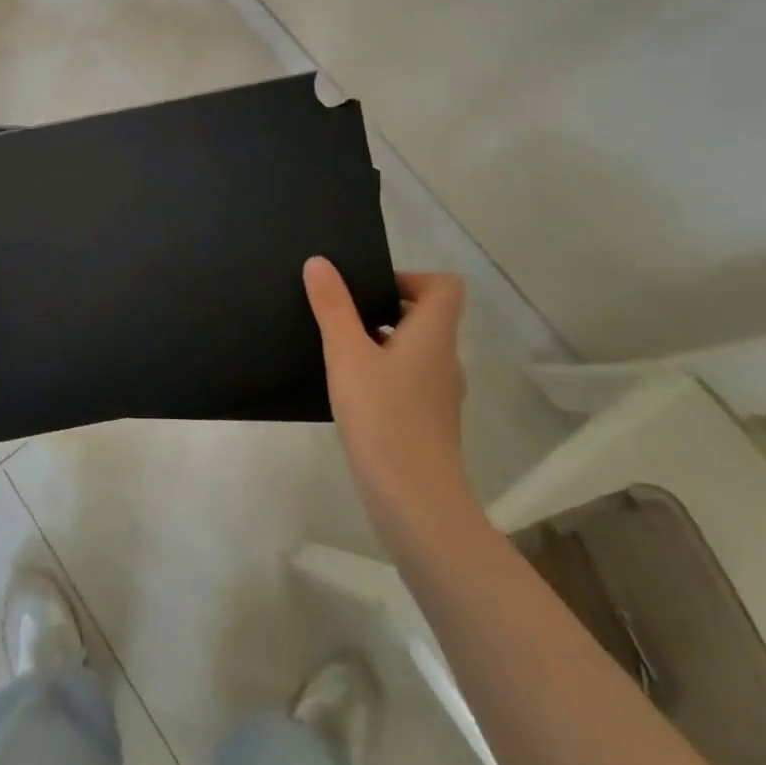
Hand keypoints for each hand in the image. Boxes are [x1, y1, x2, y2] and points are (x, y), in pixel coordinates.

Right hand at [303, 257, 477, 544]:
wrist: (414, 502)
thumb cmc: (382, 417)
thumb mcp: (346, 354)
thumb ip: (333, 307)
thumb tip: (320, 262)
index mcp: (434, 335)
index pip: (445, 286)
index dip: (411, 277)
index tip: (370, 289)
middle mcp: (445, 359)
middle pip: (426, 316)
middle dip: (383, 309)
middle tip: (342, 315)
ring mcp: (440, 394)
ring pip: (414, 350)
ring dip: (380, 342)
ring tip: (338, 352)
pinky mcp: (429, 422)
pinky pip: (409, 380)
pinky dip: (383, 374)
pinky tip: (350, 391)